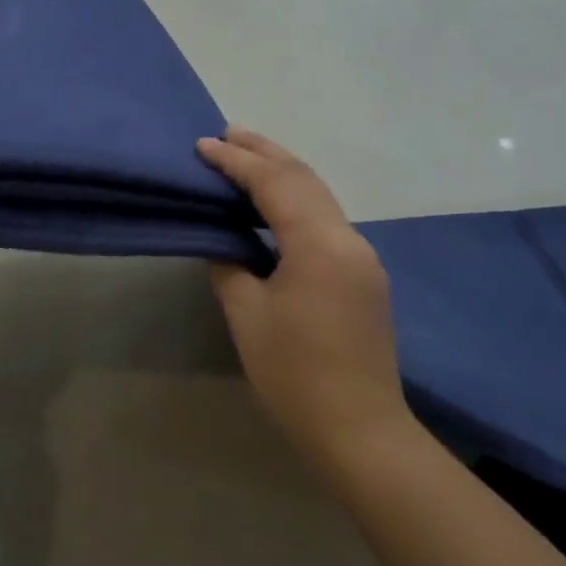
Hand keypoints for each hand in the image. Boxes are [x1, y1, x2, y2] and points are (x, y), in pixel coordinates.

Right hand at [197, 128, 413, 476]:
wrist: (360, 432)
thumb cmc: (295, 375)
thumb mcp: (248, 316)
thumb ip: (230, 265)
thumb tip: (224, 242)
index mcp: (319, 244)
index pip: (274, 184)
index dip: (236, 161)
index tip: (202, 145)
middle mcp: (348, 239)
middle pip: (304, 178)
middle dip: (264, 151)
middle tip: (226, 133)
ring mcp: (361, 257)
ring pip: (319, 195)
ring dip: (282, 172)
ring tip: (246, 156)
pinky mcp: (363, 276)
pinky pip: (325, 219)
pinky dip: (295, 200)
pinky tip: (273, 205)